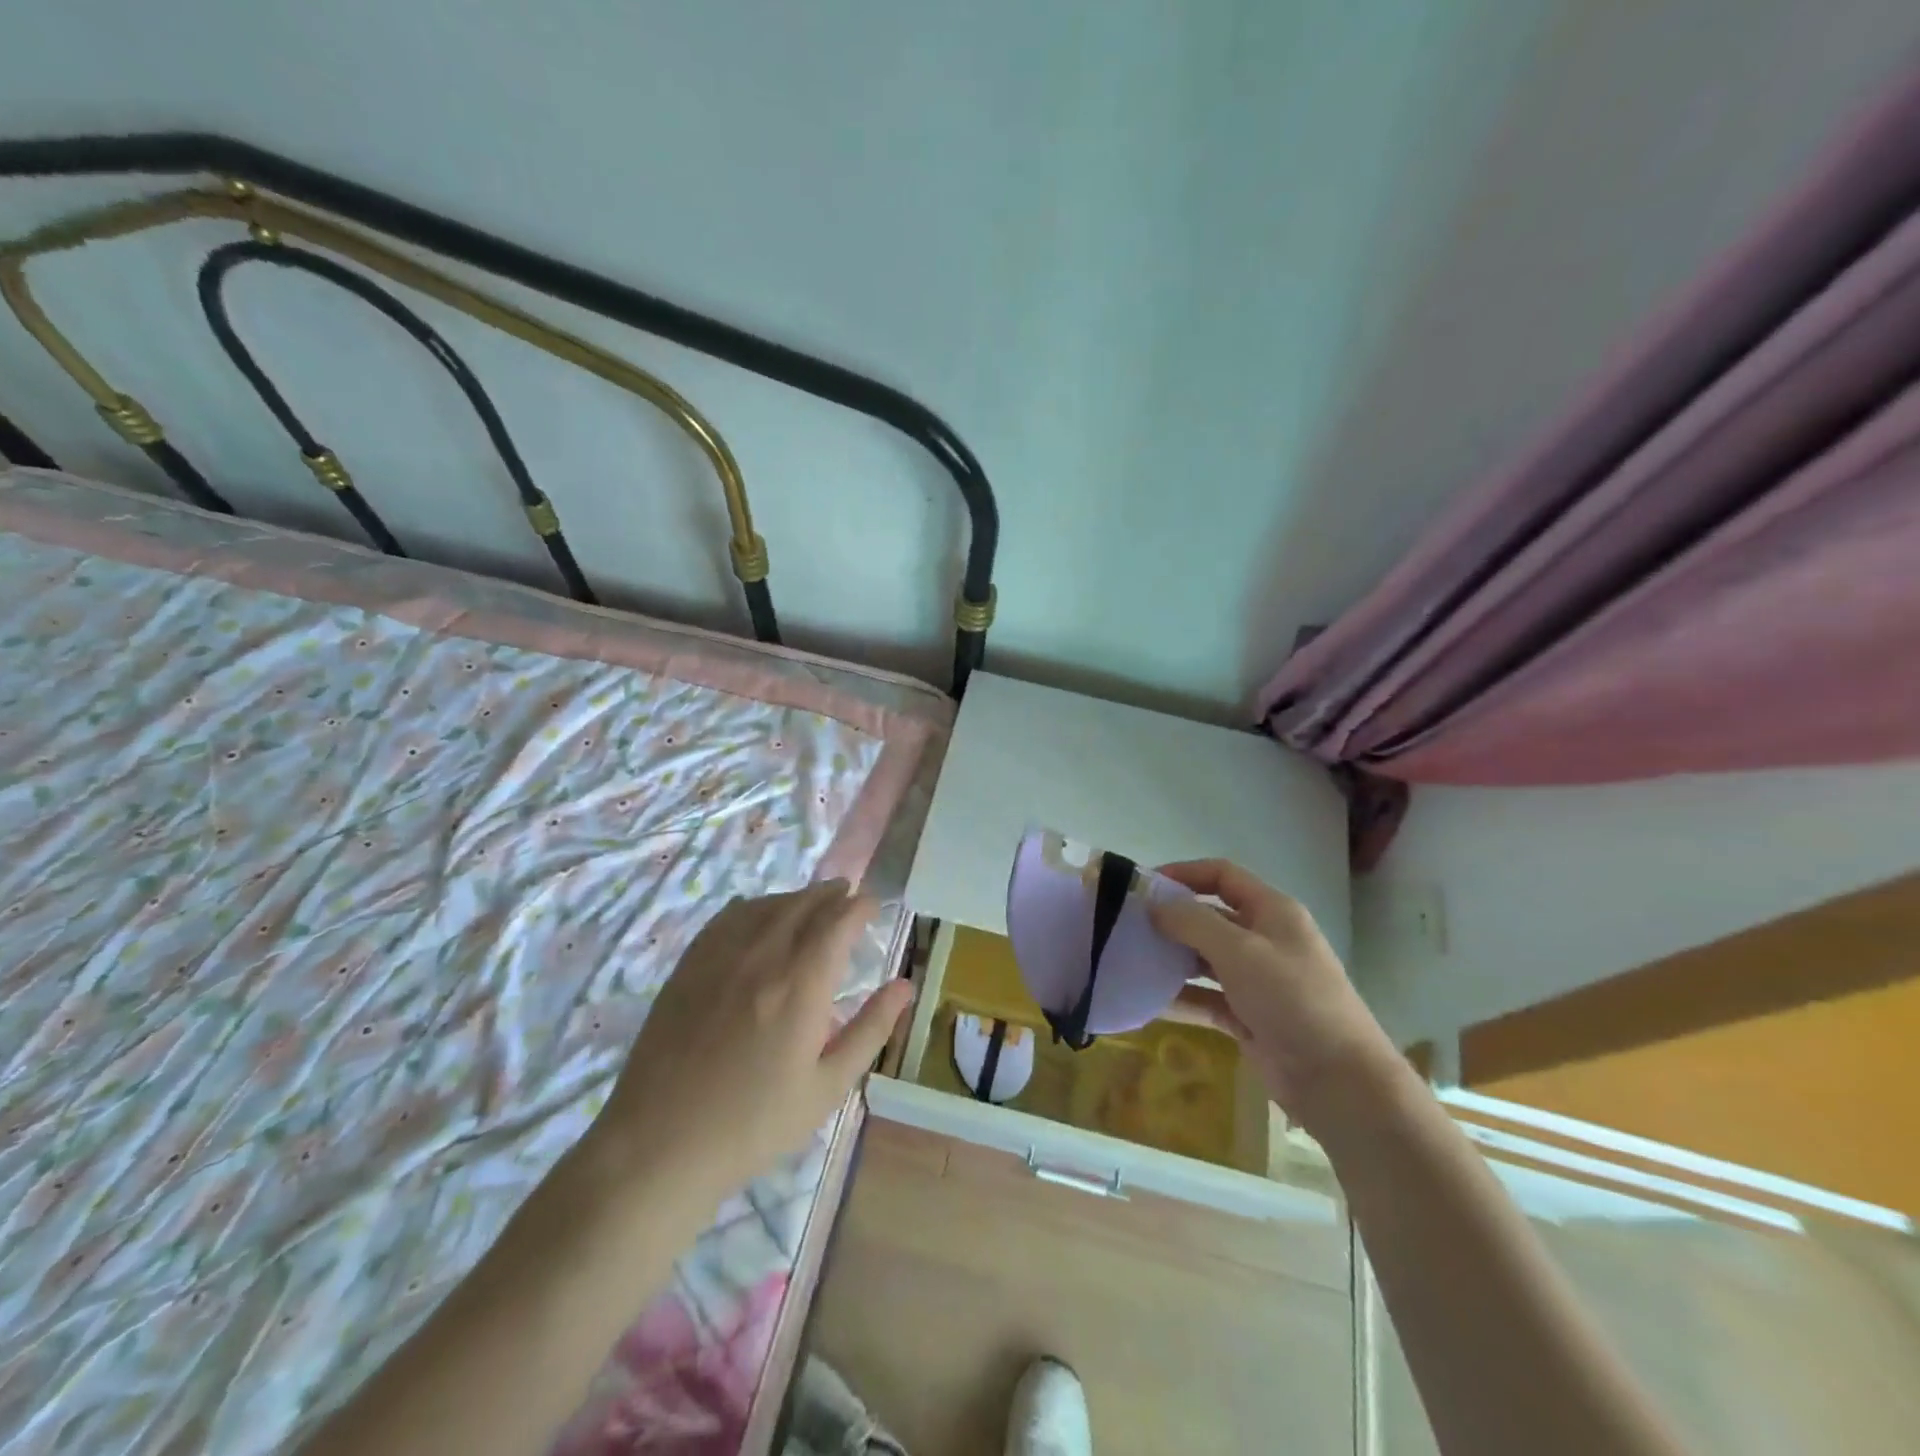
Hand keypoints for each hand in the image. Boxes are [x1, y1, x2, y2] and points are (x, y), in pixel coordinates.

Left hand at [582, 880, 912, 1204]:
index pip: (839, 920)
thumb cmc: (755, 1124)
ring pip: (768, 904)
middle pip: (805, 903)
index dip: (861, 906)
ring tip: (813, 902)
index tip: (875, 907)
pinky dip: (755, 906)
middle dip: (833, 894)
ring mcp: (720, 956)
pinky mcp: (689, 965)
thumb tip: (905, 986)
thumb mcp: (827, 1086)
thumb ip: (870, 1029)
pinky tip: (759, 913)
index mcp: (802, 984)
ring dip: (797, 897)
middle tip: (849, 897)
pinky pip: (728, 917)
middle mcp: (763, 956)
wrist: (660, 1146)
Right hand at [1150, 859, 1397, 1132]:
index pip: (1222, 875)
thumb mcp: (1240, 950)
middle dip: (1170, 919)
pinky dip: (1179, 997)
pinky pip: (1205, 998)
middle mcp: (1263, 939)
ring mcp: (1256, 980)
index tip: (1142, 886)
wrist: (1339, 1081)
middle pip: (1209, 916)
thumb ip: (1193, 922)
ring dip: (1171, 958)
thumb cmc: (1292, 999)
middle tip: (1126, 926)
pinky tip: (1146, 1000)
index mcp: (1272, 911)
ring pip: (1204, 958)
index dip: (1183, 873)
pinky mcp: (1247, 1016)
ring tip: (1129, 960)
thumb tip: (1153, 904)